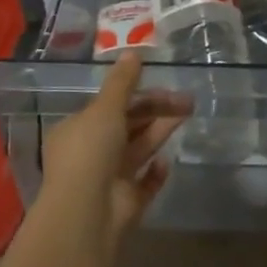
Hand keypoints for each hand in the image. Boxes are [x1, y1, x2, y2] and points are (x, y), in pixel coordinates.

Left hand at [39, 55, 187, 244]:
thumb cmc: (90, 152)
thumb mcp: (105, 109)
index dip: (137, 94)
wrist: (87, 214)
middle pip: (129, 126)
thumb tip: (133, 51)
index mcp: (78, 130)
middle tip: (187, 101)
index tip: (163, 85)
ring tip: (188, 114)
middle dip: (157, 110)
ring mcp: (109, 179)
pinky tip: (166, 162)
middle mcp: (91, 153)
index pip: (110, 106)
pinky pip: (145, 183)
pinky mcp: (126, 202)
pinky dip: (156, 172)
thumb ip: (122, 82)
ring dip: (161, 131)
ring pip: (140, 148)